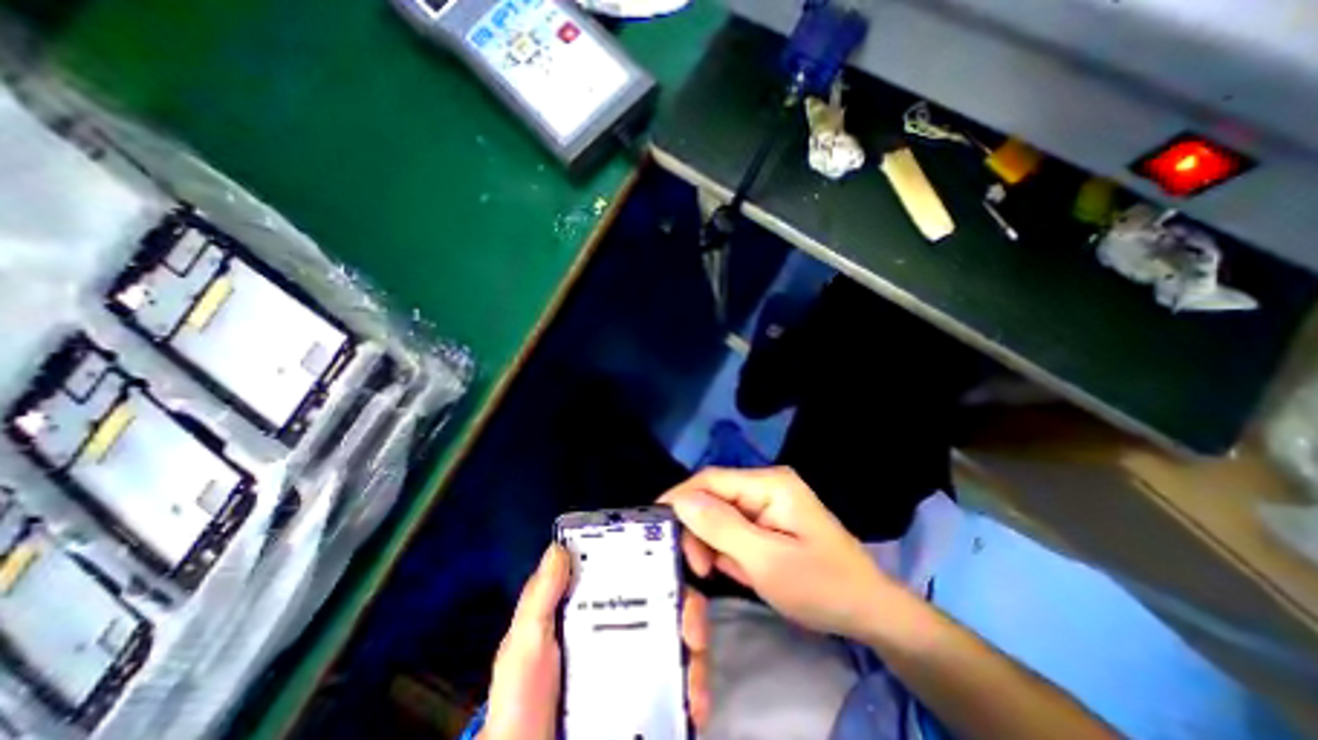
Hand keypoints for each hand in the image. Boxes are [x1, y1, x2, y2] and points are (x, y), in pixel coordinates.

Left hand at [482, 541, 717, 737]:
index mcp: (598, 606)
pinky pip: (683, 685)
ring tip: (695, 677)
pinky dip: (696, 690)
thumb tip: (561, 547)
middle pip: (669, 601)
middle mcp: (625, 626)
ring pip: (682, 638)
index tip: (682, 555)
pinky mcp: (650, 698)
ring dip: (698, 651)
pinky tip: (695, 705)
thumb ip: (540, 599)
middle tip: (692, 628)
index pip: (635, 569)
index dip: (662, 557)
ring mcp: (639, 662)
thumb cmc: (522, 701)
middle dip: (690, 606)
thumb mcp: (524, 645)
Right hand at [659, 467, 895, 641]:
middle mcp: (766, 485)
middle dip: (700, 529)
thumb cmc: (821, 586)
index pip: (711, 479)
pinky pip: (736, 530)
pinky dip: (730, 551)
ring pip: (722, 516)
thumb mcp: (766, 561)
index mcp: (769, 483)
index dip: (680, 498)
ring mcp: (768, 503)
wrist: (869, 613)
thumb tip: (680, 501)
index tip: (655, 526)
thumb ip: (721, 527)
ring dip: (714, 544)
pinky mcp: (769, 522)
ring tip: (722, 574)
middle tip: (698, 568)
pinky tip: (740, 572)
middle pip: (714, 497)